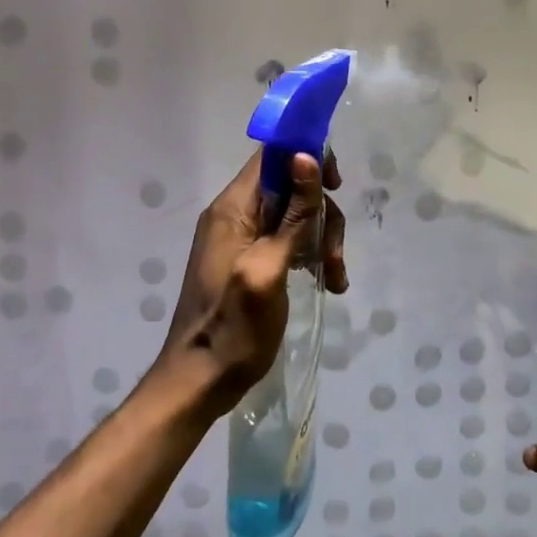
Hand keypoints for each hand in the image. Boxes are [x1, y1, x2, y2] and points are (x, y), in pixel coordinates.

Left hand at [153, 149, 347, 416]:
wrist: (201, 381)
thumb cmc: (235, 327)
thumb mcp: (269, 268)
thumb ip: (292, 214)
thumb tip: (305, 155)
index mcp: (233, 208)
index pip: (272, 155)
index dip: (306, 156)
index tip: (335, 185)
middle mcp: (236, 215)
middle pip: (291, 187)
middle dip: (321, 214)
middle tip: (335, 255)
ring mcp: (242, 239)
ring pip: (295, 216)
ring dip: (321, 240)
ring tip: (334, 279)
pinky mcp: (251, 260)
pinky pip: (288, 240)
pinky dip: (310, 255)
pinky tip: (326, 282)